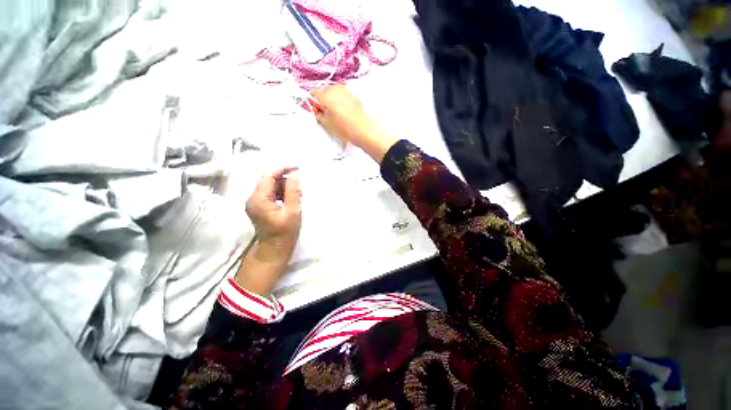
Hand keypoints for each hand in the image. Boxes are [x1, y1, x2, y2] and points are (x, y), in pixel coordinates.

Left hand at [245, 167, 301, 260]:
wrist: (274, 250)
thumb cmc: (285, 233)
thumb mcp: (293, 212)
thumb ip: (293, 192)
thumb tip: (295, 175)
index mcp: (259, 199)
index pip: (269, 176)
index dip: (283, 169)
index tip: (298, 168)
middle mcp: (252, 198)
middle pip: (268, 180)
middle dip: (285, 180)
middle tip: (299, 187)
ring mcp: (254, 203)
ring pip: (269, 186)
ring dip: (284, 187)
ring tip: (296, 195)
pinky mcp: (258, 207)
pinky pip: (269, 193)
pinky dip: (280, 193)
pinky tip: (289, 200)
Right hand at [312, 85, 397, 162]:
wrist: (363, 130)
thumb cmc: (345, 128)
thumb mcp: (327, 123)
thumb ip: (318, 114)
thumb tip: (317, 110)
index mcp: (326, 96)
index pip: (314, 93)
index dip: (313, 101)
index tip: (315, 108)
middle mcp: (336, 89)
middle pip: (325, 91)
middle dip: (324, 100)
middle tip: (326, 113)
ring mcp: (346, 91)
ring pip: (335, 92)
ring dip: (333, 99)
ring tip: (337, 113)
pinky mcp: (354, 95)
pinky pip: (344, 95)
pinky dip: (342, 101)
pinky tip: (345, 112)